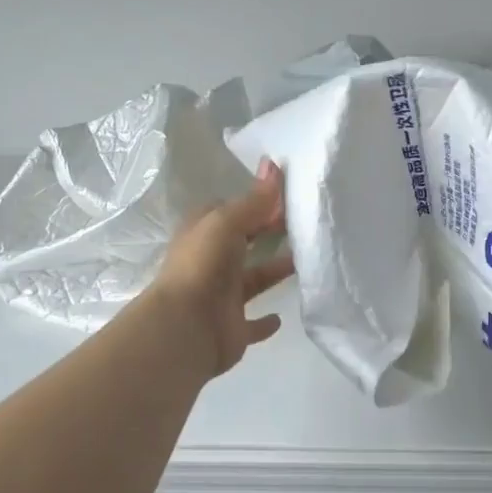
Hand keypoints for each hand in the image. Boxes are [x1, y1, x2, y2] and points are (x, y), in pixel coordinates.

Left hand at [147, 159, 296, 377]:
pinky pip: (251, 323)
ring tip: (305, 260)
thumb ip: (254, 199)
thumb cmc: (203, 265)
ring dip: (273, 271)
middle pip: (243, 242)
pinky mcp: (232, 328)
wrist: (186, 328)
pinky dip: (265, 321)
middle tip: (304, 223)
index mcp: (203, 233)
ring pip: (252, 279)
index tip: (286, 196)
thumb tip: (273, 164)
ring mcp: (220, 297)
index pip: (229, 211)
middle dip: (267, 233)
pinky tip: (282, 316)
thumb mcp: (227, 222)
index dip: (254, 203)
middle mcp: (210, 262)